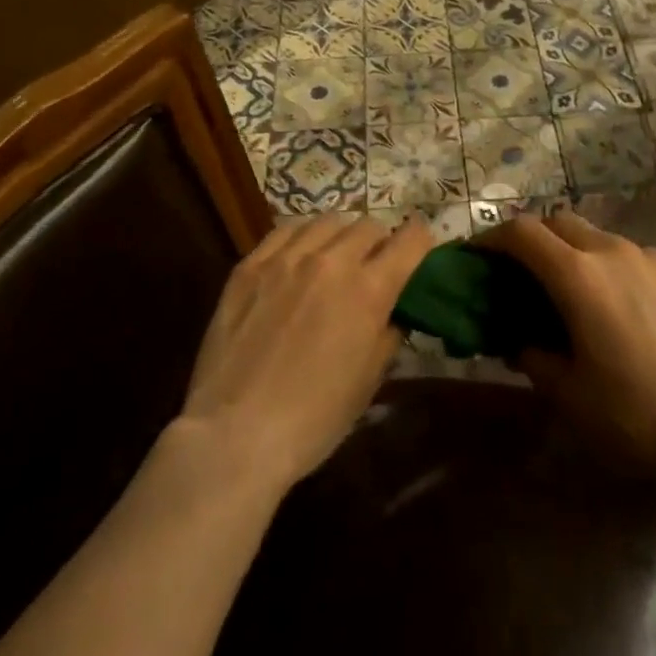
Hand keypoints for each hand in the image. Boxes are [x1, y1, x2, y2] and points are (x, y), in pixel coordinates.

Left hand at [179, 212, 433, 489]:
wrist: (234, 435)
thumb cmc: (313, 419)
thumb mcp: (369, 381)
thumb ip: (388, 334)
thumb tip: (393, 312)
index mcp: (369, 291)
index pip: (410, 239)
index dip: (421, 240)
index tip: (419, 250)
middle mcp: (331, 261)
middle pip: (369, 225)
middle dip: (380, 242)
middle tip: (373, 266)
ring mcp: (286, 258)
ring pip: (329, 221)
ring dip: (342, 236)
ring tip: (335, 257)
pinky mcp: (250, 265)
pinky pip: (286, 229)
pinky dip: (303, 235)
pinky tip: (299, 256)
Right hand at [482, 212, 655, 485]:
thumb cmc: (637, 414)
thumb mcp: (571, 398)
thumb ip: (536, 360)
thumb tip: (521, 343)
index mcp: (578, 276)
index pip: (522, 233)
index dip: (493, 238)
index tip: (478, 254)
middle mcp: (614, 252)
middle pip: (561, 222)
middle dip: (535, 239)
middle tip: (524, 272)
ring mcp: (654, 259)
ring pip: (602, 238)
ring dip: (579, 253)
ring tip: (580, 294)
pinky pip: (638, 259)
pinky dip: (618, 271)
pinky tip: (630, 312)